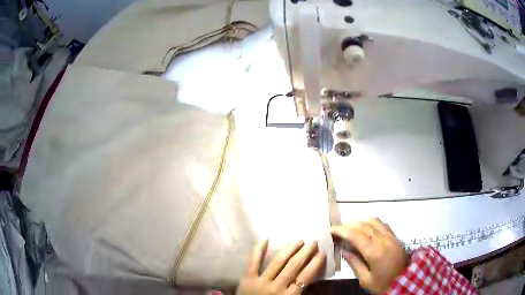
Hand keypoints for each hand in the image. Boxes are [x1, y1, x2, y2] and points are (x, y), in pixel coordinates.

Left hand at [237, 240, 325, 294]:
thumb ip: (298, 292)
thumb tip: (308, 277)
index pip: (305, 276)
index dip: (315, 263)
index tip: (321, 253)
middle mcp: (277, 286)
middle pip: (294, 266)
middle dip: (305, 253)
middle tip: (313, 242)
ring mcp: (261, 281)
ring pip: (278, 262)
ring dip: (290, 250)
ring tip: (299, 241)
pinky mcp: (247, 277)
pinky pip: (253, 262)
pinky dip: (259, 250)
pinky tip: (266, 239)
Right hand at [331, 218, 409, 293]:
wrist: (406, 280)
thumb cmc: (384, 283)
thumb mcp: (366, 280)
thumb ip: (355, 264)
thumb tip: (344, 251)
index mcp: (375, 252)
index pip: (356, 235)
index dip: (342, 230)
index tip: (332, 230)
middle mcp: (383, 240)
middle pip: (363, 225)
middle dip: (348, 224)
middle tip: (338, 228)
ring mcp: (390, 236)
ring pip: (373, 221)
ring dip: (359, 221)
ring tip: (349, 226)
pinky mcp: (395, 236)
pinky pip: (382, 224)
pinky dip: (371, 222)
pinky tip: (365, 226)